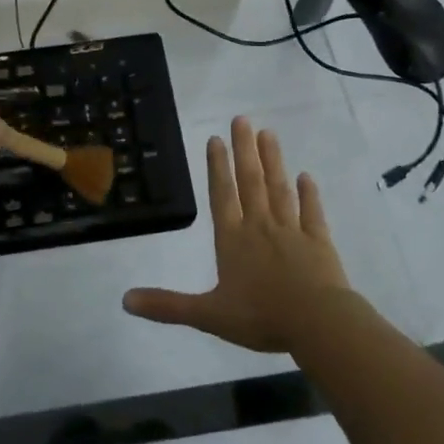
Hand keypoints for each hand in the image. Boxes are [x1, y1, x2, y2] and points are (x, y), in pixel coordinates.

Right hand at [123, 116, 351, 352]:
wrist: (319, 324)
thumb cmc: (261, 317)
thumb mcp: (208, 315)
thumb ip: (168, 306)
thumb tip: (125, 300)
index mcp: (233, 241)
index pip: (222, 196)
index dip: (217, 167)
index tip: (216, 138)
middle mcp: (260, 227)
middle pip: (250, 182)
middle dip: (244, 150)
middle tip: (242, 119)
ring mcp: (292, 232)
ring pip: (279, 190)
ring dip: (273, 161)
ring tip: (268, 133)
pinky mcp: (319, 242)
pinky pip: (312, 213)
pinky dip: (310, 194)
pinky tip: (307, 177)